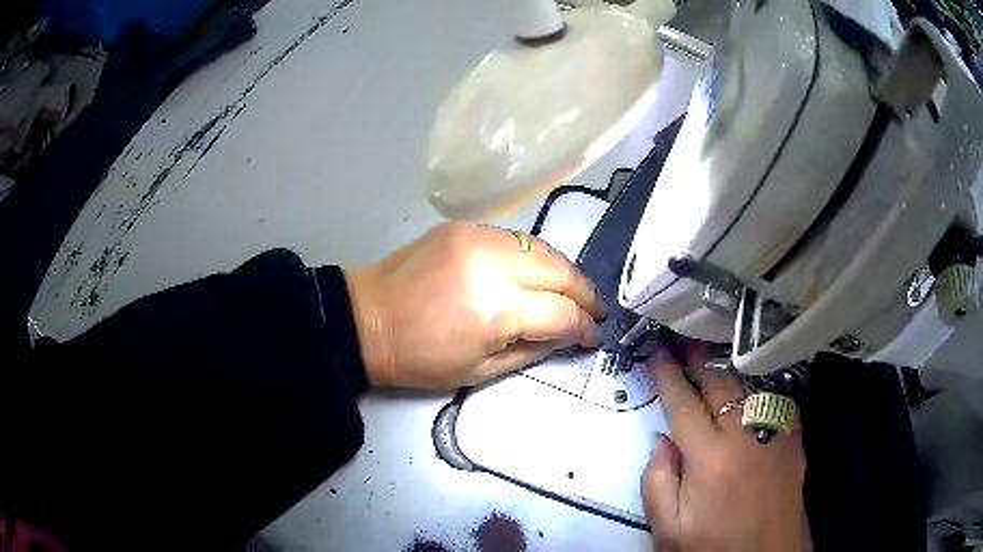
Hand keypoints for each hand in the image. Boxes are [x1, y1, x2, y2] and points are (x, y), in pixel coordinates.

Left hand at [345, 222, 605, 388]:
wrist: (367, 319)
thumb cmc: (420, 358)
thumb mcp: (480, 371)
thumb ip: (532, 350)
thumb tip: (567, 334)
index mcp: (497, 309)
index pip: (562, 312)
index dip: (585, 326)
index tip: (595, 334)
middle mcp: (494, 265)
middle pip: (561, 270)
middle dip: (585, 292)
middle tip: (595, 309)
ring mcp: (478, 238)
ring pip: (542, 247)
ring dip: (563, 270)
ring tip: (571, 290)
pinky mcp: (464, 226)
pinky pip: (514, 238)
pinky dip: (532, 256)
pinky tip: (534, 272)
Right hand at [642, 348, 810, 551]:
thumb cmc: (712, 548)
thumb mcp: (668, 529)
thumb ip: (657, 482)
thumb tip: (661, 440)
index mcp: (710, 459)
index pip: (683, 404)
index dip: (667, 375)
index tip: (655, 350)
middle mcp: (745, 436)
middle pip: (719, 383)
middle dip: (698, 356)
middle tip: (682, 335)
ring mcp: (775, 434)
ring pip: (750, 384)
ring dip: (728, 363)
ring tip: (712, 347)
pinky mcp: (794, 439)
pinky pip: (777, 397)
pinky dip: (760, 382)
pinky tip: (752, 377)